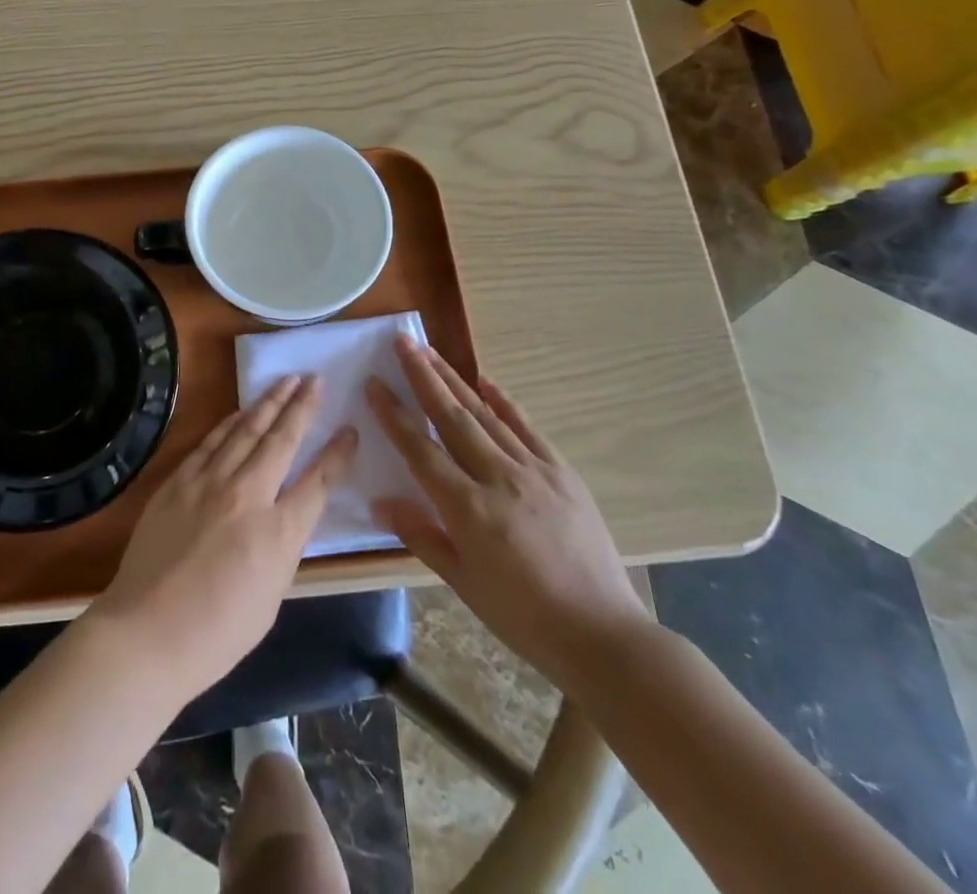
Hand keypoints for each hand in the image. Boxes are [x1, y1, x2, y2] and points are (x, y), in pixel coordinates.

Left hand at [89, 374, 356, 700]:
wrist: (147, 632)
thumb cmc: (217, 633)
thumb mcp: (271, 595)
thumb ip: (282, 546)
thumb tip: (285, 514)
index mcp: (279, 533)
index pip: (318, 482)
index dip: (337, 454)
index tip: (350, 429)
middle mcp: (248, 496)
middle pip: (281, 440)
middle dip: (302, 406)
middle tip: (315, 379)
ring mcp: (209, 483)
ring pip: (246, 431)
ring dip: (269, 403)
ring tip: (286, 381)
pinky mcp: (179, 481)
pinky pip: (211, 442)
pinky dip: (230, 422)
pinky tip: (241, 411)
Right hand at [367, 339, 649, 691]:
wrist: (602, 634)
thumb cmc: (523, 617)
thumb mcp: (462, 583)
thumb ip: (421, 535)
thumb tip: (380, 500)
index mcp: (468, 509)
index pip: (420, 449)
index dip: (394, 414)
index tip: (374, 383)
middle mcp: (497, 478)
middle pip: (452, 417)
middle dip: (423, 376)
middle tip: (402, 342)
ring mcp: (533, 470)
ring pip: (485, 414)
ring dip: (455, 380)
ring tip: (430, 352)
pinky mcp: (561, 472)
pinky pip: (526, 427)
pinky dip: (503, 400)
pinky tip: (485, 380)